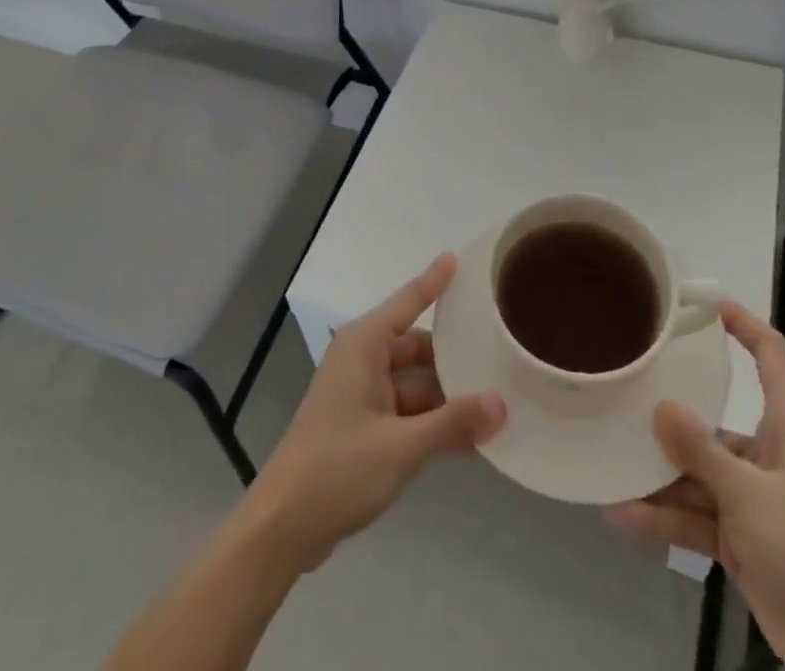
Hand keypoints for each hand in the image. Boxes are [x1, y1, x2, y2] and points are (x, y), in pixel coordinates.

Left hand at [236, 254, 505, 573]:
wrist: (283, 526)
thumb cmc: (338, 469)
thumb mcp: (402, 446)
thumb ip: (452, 423)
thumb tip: (501, 403)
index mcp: (364, 344)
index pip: (408, 301)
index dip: (434, 281)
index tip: (456, 258)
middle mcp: (362, 359)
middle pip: (416, 347)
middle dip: (453, 359)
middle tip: (498, 359)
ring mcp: (360, 393)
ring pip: (413, 383)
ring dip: (446, 399)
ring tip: (494, 408)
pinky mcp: (360, 425)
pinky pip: (404, 411)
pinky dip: (430, 422)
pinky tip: (467, 441)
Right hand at [604, 303, 784, 670]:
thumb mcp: (752, 495)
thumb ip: (703, 451)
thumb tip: (661, 405)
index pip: (771, 358)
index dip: (744, 325)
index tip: (704, 302)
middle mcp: (769, 457)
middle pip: (715, 422)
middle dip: (672, 415)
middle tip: (625, 391)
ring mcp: (754, 501)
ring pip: (697, 474)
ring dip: (658, 476)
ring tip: (610, 462)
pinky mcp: (741, 542)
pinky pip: (694, 518)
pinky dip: (663, 518)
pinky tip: (622, 514)